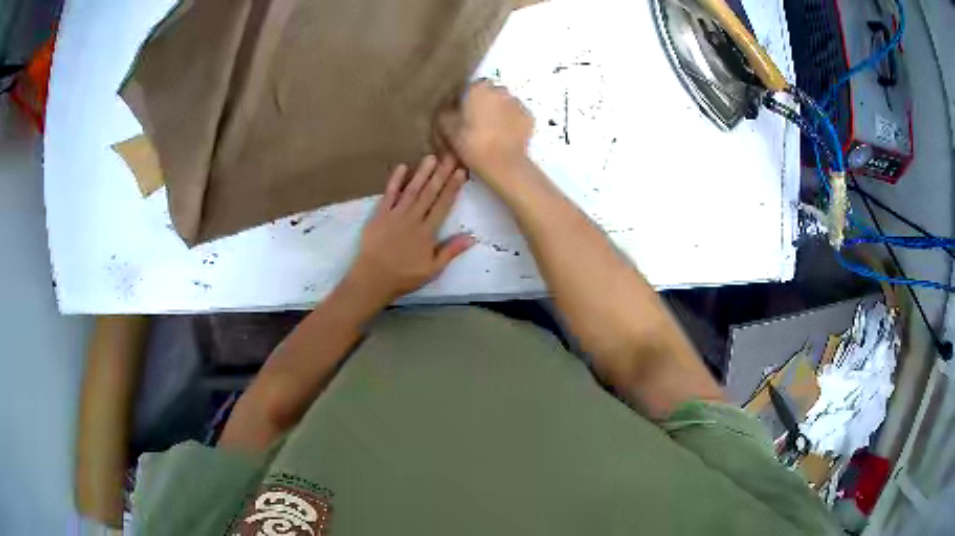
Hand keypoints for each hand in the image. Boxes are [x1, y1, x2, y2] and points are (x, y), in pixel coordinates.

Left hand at [344, 155, 473, 306]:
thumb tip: (472, 237)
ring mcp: (395, 214)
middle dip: (441, 174)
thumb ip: (451, 251)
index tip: (461, 171)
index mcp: (427, 232)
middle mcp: (413, 218)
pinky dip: (395, 181)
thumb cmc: (404, 276)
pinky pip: (389, 194)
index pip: (443, 205)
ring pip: (412, 190)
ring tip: (431, 157)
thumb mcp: (432, 269)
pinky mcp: (380, 215)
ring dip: (422, 173)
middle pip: (430, 193)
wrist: (373, 278)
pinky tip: (402, 167)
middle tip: (450, 156)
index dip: (453, 187)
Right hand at [439, 80, 534, 191]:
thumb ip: (446, 111)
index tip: (462, 113)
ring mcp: (517, 103)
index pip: (469, 87)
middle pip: (490, 93)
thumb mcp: (446, 127)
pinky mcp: (529, 118)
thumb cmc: (471, 142)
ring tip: (493, 130)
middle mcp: (500, 90)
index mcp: (478, 88)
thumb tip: (450, 106)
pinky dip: (512, 122)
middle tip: (477, 122)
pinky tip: (505, 135)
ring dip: (499, 112)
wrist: (502, 163)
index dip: (465, 99)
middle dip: (484, 103)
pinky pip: (517, 116)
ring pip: (505, 103)